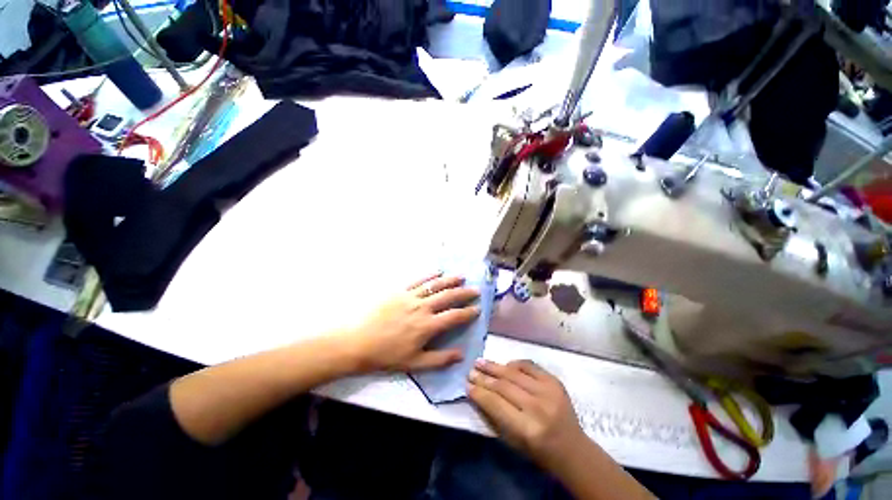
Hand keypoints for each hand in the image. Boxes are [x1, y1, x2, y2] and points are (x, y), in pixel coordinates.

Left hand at [341, 273, 480, 372]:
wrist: (358, 342)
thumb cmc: (386, 355)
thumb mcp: (414, 363)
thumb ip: (439, 359)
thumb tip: (461, 355)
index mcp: (427, 326)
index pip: (454, 316)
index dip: (468, 312)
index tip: (477, 309)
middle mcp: (422, 308)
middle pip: (448, 297)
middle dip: (464, 293)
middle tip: (475, 290)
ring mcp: (410, 297)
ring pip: (435, 285)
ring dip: (450, 280)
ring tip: (461, 277)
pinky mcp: (399, 291)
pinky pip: (417, 280)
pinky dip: (429, 275)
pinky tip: (437, 271)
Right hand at [468, 359, 585, 467]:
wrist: (574, 450)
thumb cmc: (540, 452)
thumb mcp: (514, 442)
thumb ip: (496, 417)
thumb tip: (478, 393)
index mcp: (527, 429)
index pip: (496, 404)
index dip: (479, 393)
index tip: (467, 385)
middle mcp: (538, 407)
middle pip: (504, 386)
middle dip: (484, 377)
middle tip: (471, 371)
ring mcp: (548, 391)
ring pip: (514, 373)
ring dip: (495, 366)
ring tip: (480, 361)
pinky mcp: (555, 381)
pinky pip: (529, 365)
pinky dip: (514, 363)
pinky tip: (504, 364)